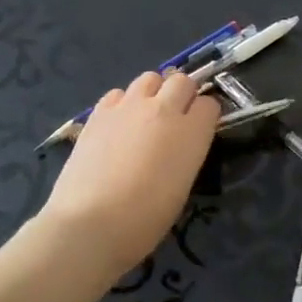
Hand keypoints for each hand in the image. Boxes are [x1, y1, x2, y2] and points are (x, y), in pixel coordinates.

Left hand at [40, 71, 218, 275]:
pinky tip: (118, 124)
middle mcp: (164, 109)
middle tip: (175, 118)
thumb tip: (180, 143)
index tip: (200, 130)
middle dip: (183, 94)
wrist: (91, 223)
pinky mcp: (99, 112)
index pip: (209, 104)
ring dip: (153, 91)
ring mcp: (128, 106)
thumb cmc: (146, 218)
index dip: (205, 115)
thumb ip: (187, 152)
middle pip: (182, 80)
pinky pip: (118, 93)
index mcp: (192, 132)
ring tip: (146, 115)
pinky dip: (123, 102)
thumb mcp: (182, 185)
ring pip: (149, 78)